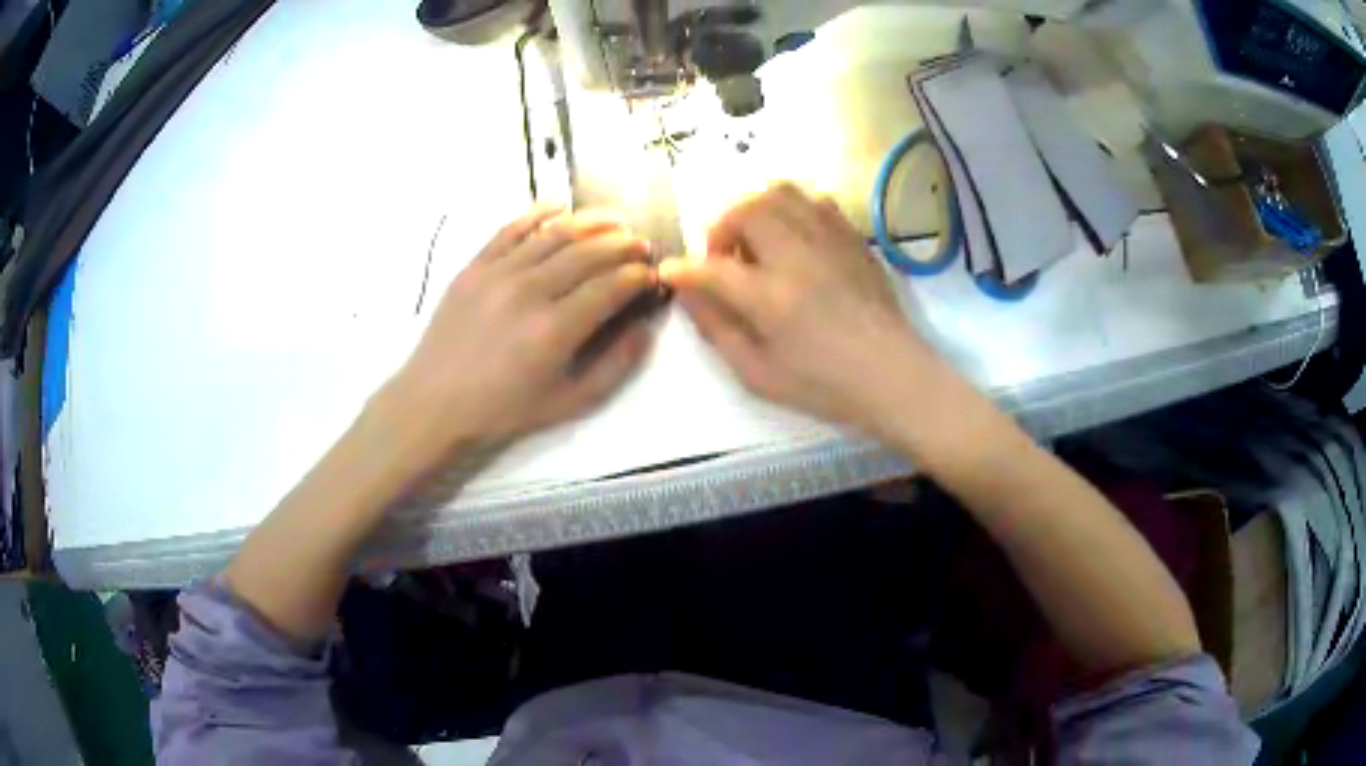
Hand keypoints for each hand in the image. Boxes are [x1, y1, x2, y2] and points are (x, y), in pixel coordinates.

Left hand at [379, 207, 654, 466]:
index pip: (610, 286)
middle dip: (623, 245)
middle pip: (588, 252)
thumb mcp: (569, 403)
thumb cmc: (503, 409)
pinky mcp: (474, 265)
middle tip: (642, 245)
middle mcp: (529, 291)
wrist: (434, 403)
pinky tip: (561, 208)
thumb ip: (615, 366)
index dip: (637, 276)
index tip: (652, 274)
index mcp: (554, 330)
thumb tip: (645, 327)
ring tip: (616, 221)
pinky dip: (540, 214)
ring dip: (592, 223)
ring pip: (555, 234)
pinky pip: (512, 228)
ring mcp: (498, 273)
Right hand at [660, 183, 935, 437]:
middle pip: (745, 210)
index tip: (670, 272)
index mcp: (770, 297)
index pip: (710, 268)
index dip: (682, 269)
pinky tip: (794, 239)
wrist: (893, 375)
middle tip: (724, 258)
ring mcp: (829, 240)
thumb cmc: (824, 384)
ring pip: (779, 192)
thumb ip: (717, 328)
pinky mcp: (853, 238)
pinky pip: (815, 200)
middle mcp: (797, 256)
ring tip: (757, 241)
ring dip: (755, 210)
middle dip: (721, 227)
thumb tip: (688, 292)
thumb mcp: (758, 373)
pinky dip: (792, 210)